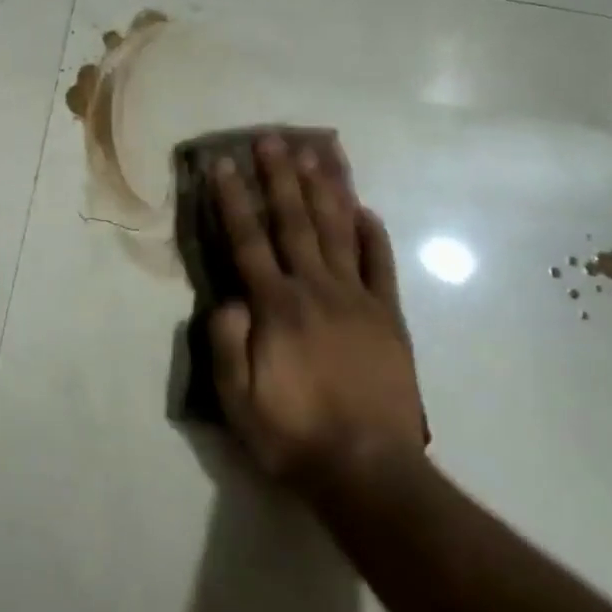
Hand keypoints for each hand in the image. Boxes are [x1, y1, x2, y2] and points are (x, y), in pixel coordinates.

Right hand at [208, 134, 427, 487]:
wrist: (368, 472)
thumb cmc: (293, 434)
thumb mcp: (237, 399)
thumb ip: (227, 343)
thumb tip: (228, 297)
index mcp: (275, 306)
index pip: (248, 240)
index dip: (234, 200)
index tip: (223, 164)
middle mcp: (315, 289)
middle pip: (294, 222)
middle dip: (279, 177)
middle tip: (271, 139)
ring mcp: (357, 299)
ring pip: (338, 231)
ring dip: (324, 190)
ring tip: (315, 153)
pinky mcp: (388, 316)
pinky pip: (381, 266)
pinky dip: (374, 235)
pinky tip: (366, 209)